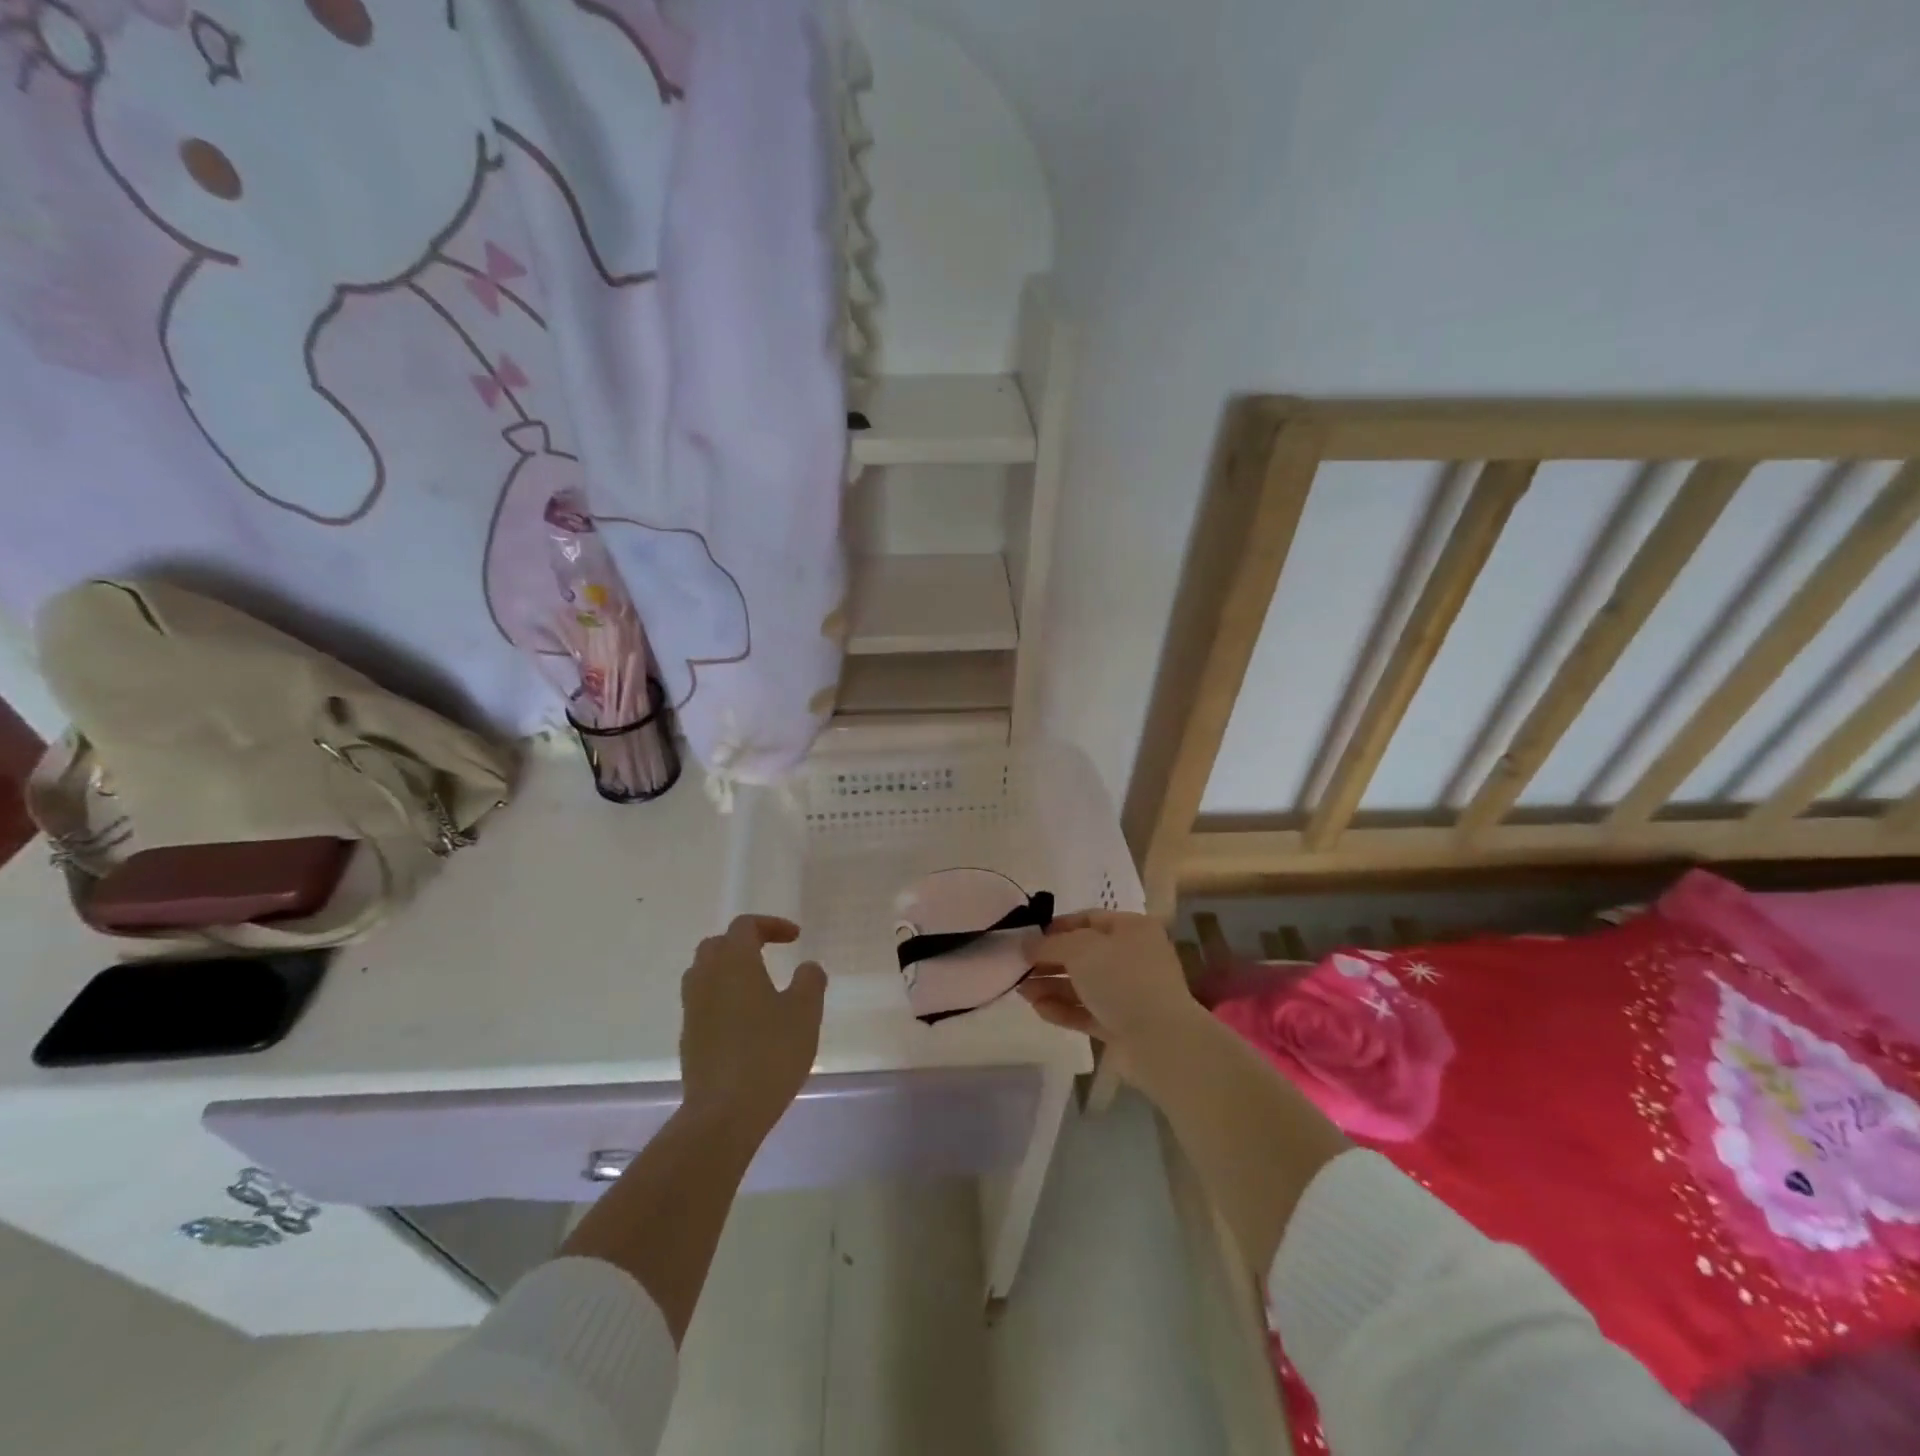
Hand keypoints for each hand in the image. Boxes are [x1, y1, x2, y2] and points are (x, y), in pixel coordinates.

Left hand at [680, 915, 827, 1141]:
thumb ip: (809, 981)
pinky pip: (703, 1002)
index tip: (795, 938)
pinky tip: (745, 1021)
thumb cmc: (769, 1053)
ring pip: (704, 973)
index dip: (771, 925)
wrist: (724, 1112)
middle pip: (717, 945)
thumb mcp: (805, 1012)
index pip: (745, 926)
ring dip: (729, 970)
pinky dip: (722, 997)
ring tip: (757, 986)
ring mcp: (692, 1009)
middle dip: (744, 943)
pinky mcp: (688, 1038)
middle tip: (770, 954)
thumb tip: (807, 968)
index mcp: (734, 962)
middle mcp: (706, 978)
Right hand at [1018, 910, 1201, 1079]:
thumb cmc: (1123, 980)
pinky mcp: (1121, 1025)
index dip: (1056, 927)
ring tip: (1020, 991)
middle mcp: (1132, 957)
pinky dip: (1063, 1009)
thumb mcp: (1081, 950)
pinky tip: (1038, 1009)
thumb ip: (1049, 944)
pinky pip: (1086, 1011)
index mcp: (1131, 929)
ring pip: (1082, 985)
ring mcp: (1128, 993)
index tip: (1027, 938)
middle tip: (1018, 968)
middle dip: (1049, 961)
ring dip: (1050, 986)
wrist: (1160, 1042)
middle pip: (1082, 954)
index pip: (1088, 919)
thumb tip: (1026, 945)